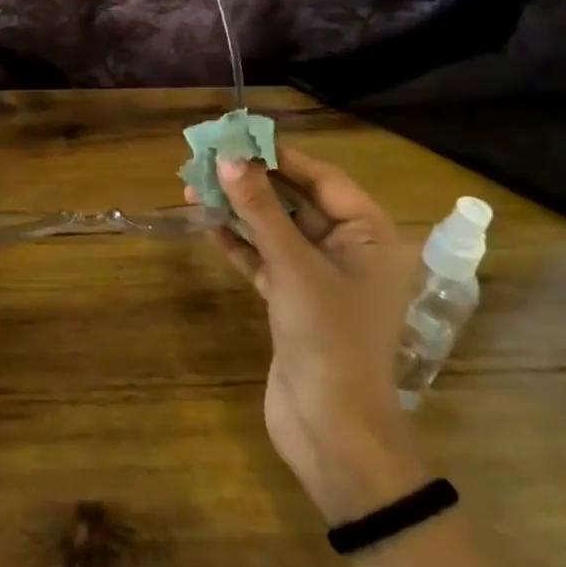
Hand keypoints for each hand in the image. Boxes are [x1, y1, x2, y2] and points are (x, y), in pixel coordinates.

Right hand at [187, 147, 427, 520]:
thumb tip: (228, 157)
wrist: (332, 430)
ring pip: (277, 231)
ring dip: (239, 211)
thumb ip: (260, 209)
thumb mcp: (292, 265)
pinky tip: (207, 224)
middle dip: (253, 183)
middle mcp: (350, 251)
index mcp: (370, 237)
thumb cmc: (327, 337)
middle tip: (208, 159)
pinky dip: (239, 243)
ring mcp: (320, 279)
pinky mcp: (294, 302)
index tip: (239, 136)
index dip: (281, 157)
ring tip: (195, 187)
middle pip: (297, 203)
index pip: (323, 180)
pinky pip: (265, 259)